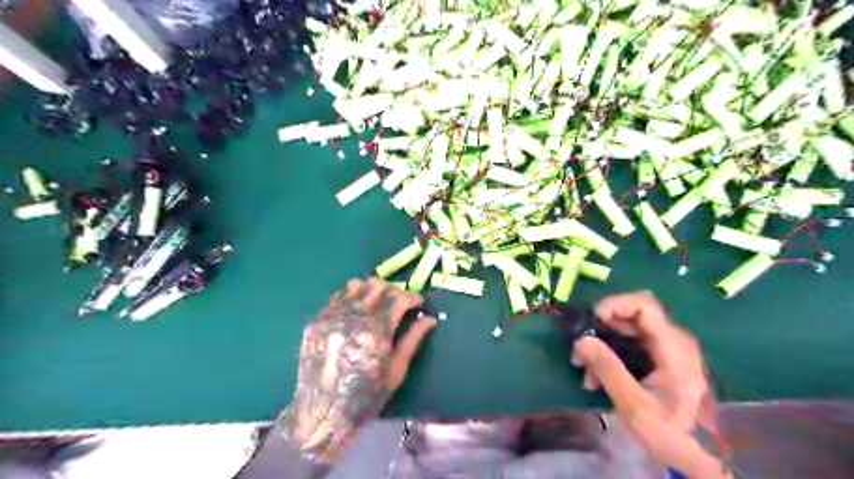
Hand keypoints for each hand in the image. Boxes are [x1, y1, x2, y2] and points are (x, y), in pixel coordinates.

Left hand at [277, 279, 436, 461]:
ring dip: (372, 289)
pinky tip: (357, 310)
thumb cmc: (366, 396)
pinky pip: (338, 296)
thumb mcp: (397, 370)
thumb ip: (413, 339)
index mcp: (376, 332)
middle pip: (378, 285)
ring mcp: (332, 317)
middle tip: (399, 302)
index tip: (418, 303)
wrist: (323, 413)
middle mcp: (353, 318)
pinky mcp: (317, 321)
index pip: (398, 298)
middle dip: (394, 290)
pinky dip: (352, 296)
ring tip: (378, 302)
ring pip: (356, 285)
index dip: (412, 297)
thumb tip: (430, 319)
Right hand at [566, 293, 732, 478]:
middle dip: (601, 328)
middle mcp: (672, 340)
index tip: (592, 322)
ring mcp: (665, 347)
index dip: (614, 305)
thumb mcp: (633, 404)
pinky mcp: (657, 356)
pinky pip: (628, 341)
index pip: (644, 306)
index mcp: (674, 348)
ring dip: (601, 342)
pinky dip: (609, 351)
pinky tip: (596, 374)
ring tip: (584, 369)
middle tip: (580, 351)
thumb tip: (581, 340)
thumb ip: (608, 369)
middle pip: (631, 314)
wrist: (690, 454)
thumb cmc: (666, 432)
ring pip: (626, 328)